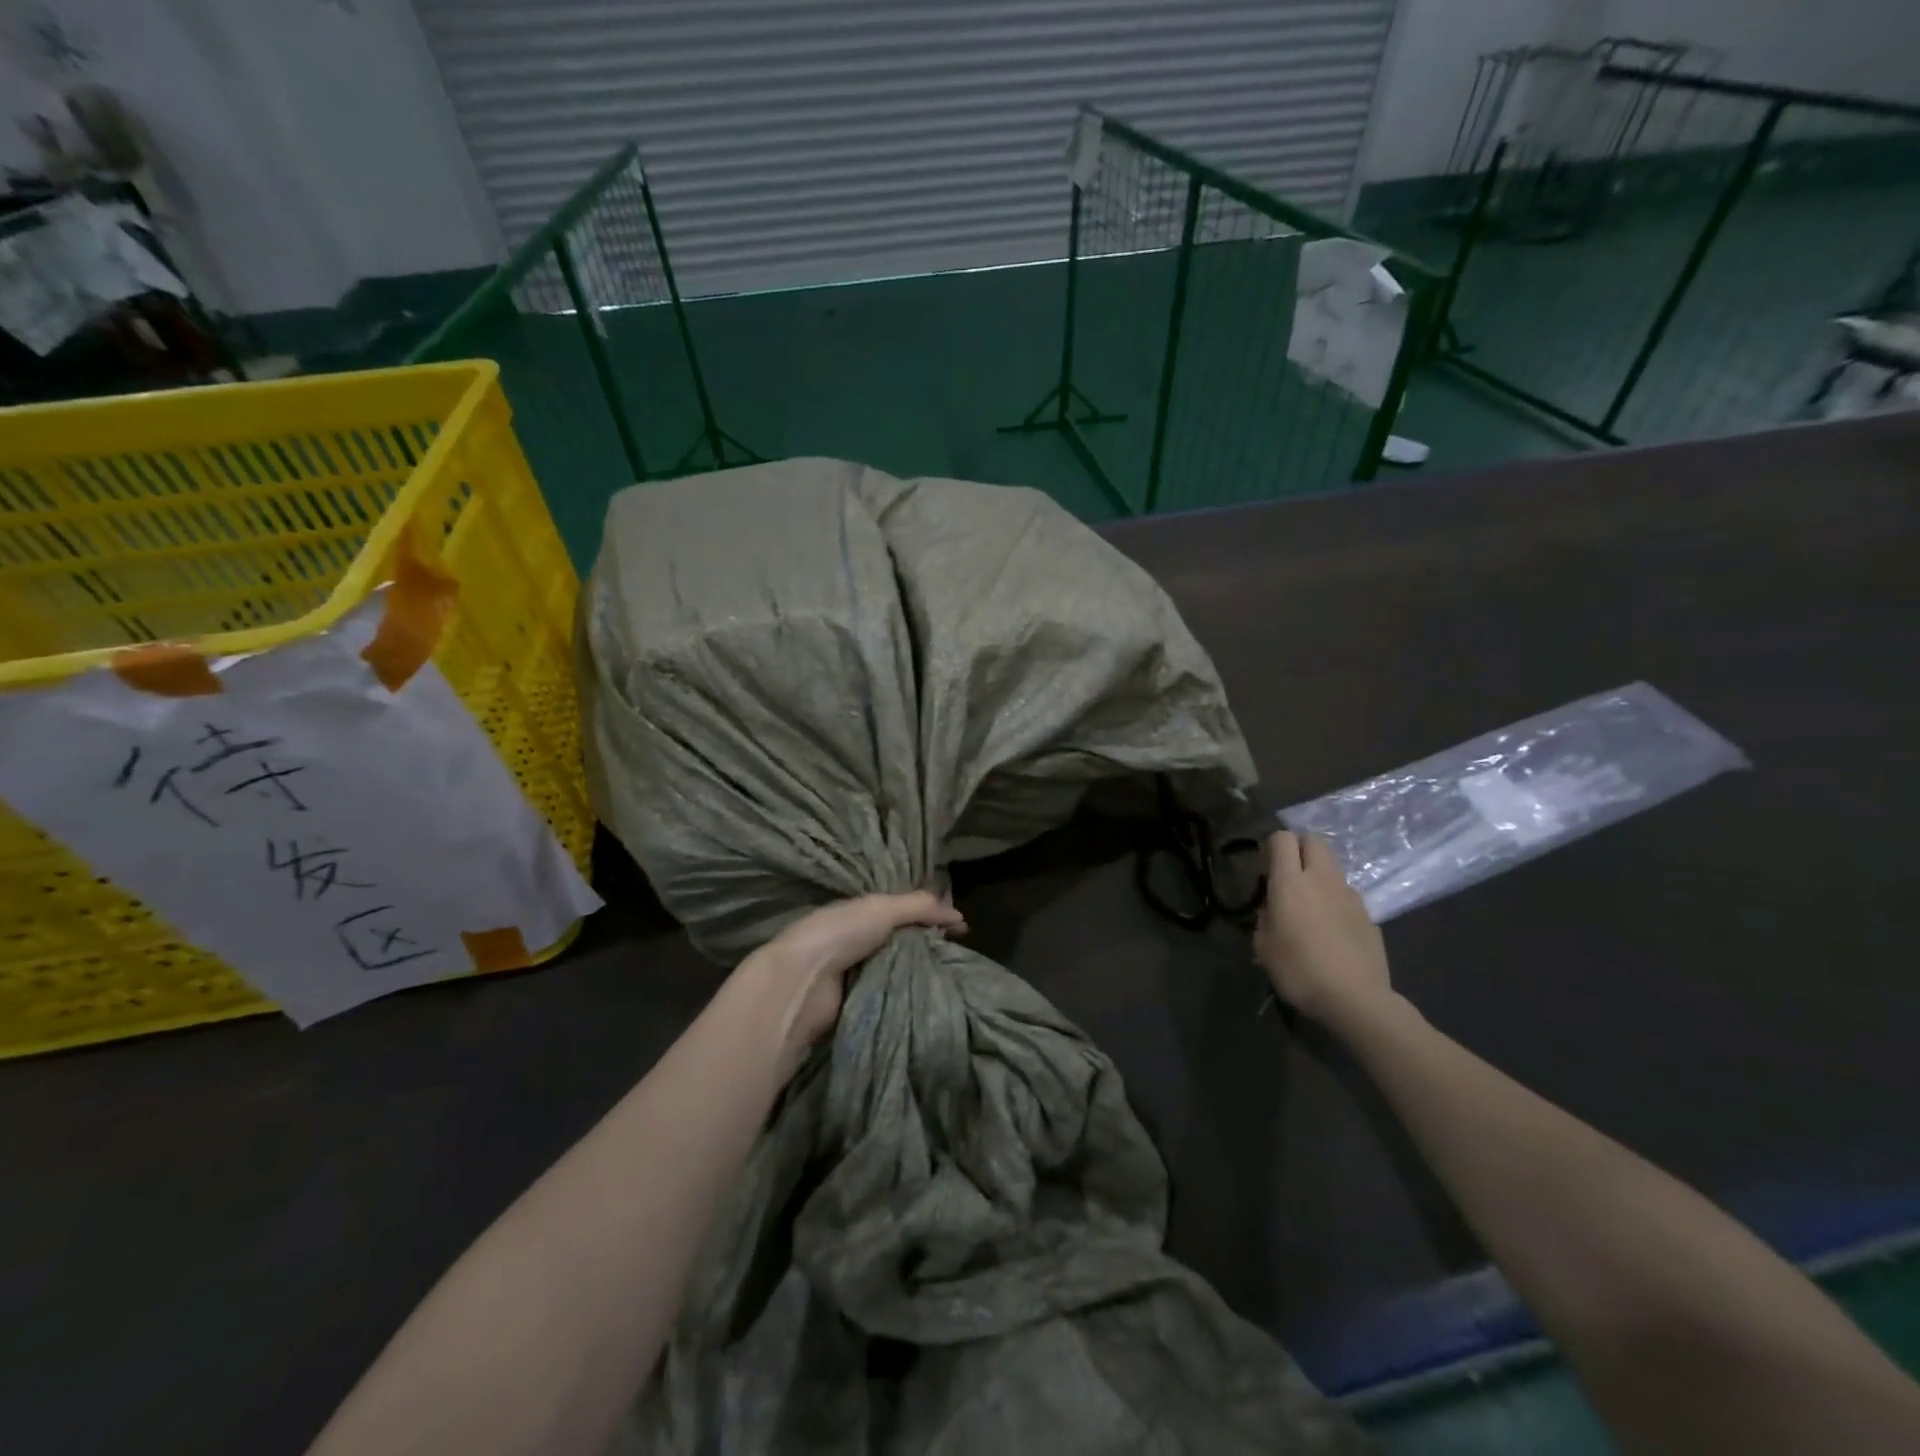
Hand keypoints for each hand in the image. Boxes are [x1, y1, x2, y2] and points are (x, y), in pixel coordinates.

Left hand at [745, 891, 966, 1074]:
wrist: (802, 983)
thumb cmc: (839, 934)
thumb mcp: (883, 909)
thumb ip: (920, 906)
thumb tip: (960, 914)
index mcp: (858, 912)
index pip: (901, 909)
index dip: (929, 914)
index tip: (960, 928)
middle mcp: (856, 939)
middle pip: (900, 940)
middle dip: (927, 945)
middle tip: (960, 954)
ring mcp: (855, 972)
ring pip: (897, 968)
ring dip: (919, 972)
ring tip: (954, 976)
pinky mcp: (856, 1002)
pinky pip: (890, 993)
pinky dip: (907, 993)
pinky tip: (931, 995)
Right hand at [1253, 831, 1392, 1030]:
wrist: (1356, 999)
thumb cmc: (1299, 970)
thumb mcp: (1263, 946)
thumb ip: (1264, 918)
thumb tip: (1271, 908)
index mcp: (1290, 881)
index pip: (1283, 838)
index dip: (1272, 846)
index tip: (1265, 868)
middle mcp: (1322, 879)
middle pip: (1314, 840)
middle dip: (1299, 848)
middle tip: (1288, 875)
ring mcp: (1350, 895)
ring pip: (1332, 867)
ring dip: (1318, 875)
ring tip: (1309, 907)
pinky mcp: (1369, 915)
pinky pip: (1346, 895)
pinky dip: (1335, 902)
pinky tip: (1331, 931)